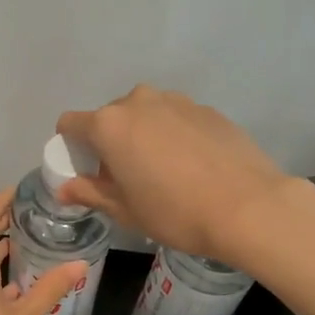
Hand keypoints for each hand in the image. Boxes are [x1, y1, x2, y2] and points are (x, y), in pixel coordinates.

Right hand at [55, 86, 300, 264]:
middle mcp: (139, 101)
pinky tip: (193, 167)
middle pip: (109, 118)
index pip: (70, 124)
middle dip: (110, 144)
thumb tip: (65, 189)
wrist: (248, 206)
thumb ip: (90, 193)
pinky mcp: (207, 109)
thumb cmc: (175, 212)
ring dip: (143, 137)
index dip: (72, 149)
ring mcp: (177, 101)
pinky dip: (174, 136)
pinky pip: (176, 118)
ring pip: (145, 115)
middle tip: (127, 179)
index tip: (88, 174)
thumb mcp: (126, 211)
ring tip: (164, 173)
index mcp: (109, 124)